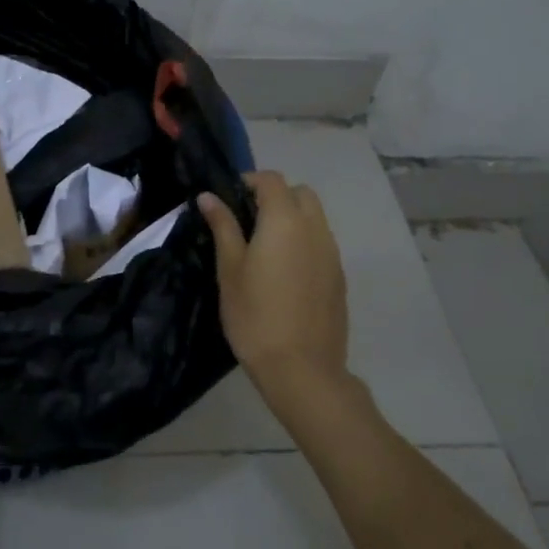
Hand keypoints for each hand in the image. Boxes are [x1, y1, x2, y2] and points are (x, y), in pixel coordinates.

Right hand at [199, 173, 353, 420]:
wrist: (301, 368)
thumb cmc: (255, 316)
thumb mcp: (229, 270)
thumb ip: (223, 227)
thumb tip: (209, 197)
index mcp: (285, 220)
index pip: (271, 179)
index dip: (248, 181)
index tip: (228, 199)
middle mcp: (315, 228)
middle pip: (300, 193)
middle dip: (275, 196)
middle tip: (247, 221)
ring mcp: (332, 253)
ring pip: (315, 217)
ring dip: (291, 218)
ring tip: (264, 248)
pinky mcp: (339, 276)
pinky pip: (321, 243)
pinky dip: (303, 242)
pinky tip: (283, 272)